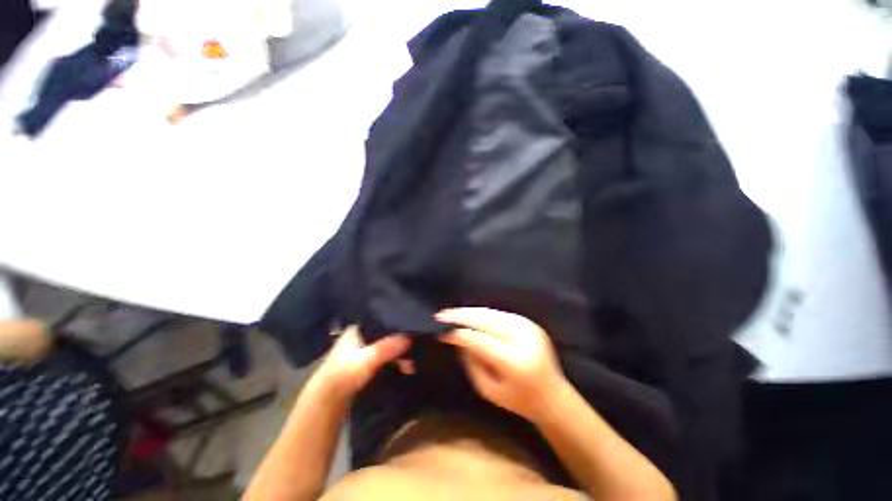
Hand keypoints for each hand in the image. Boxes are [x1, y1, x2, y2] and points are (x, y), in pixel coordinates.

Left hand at [314, 326, 410, 401]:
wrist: (327, 399)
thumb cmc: (345, 373)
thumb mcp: (368, 359)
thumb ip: (388, 347)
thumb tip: (410, 337)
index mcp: (359, 327)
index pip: (383, 318)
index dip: (398, 323)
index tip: (412, 329)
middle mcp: (361, 334)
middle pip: (387, 333)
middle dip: (401, 343)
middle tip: (414, 352)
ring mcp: (362, 348)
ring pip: (387, 345)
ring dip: (399, 354)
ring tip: (410, 366)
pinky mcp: (364, 361)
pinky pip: (385, 355)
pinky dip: (394, 360)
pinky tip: (404, 368)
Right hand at [436, 307, 566, 422]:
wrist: (553, 396)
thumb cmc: (519, 401)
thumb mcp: (489, 390)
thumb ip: (472, 363)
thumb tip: (459, 338)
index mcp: (515, 362)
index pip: (481, 340)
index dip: (460, 333)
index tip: (441, 330)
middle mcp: (523, 338)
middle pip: (487, 320)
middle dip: (462, 315)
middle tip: (442, 315)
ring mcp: (529, 327)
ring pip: (492, 312)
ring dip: (471, 312)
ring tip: (452, 313)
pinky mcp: (530, 323)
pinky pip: (500, 314)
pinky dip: (483, 314)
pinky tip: (470, 315)